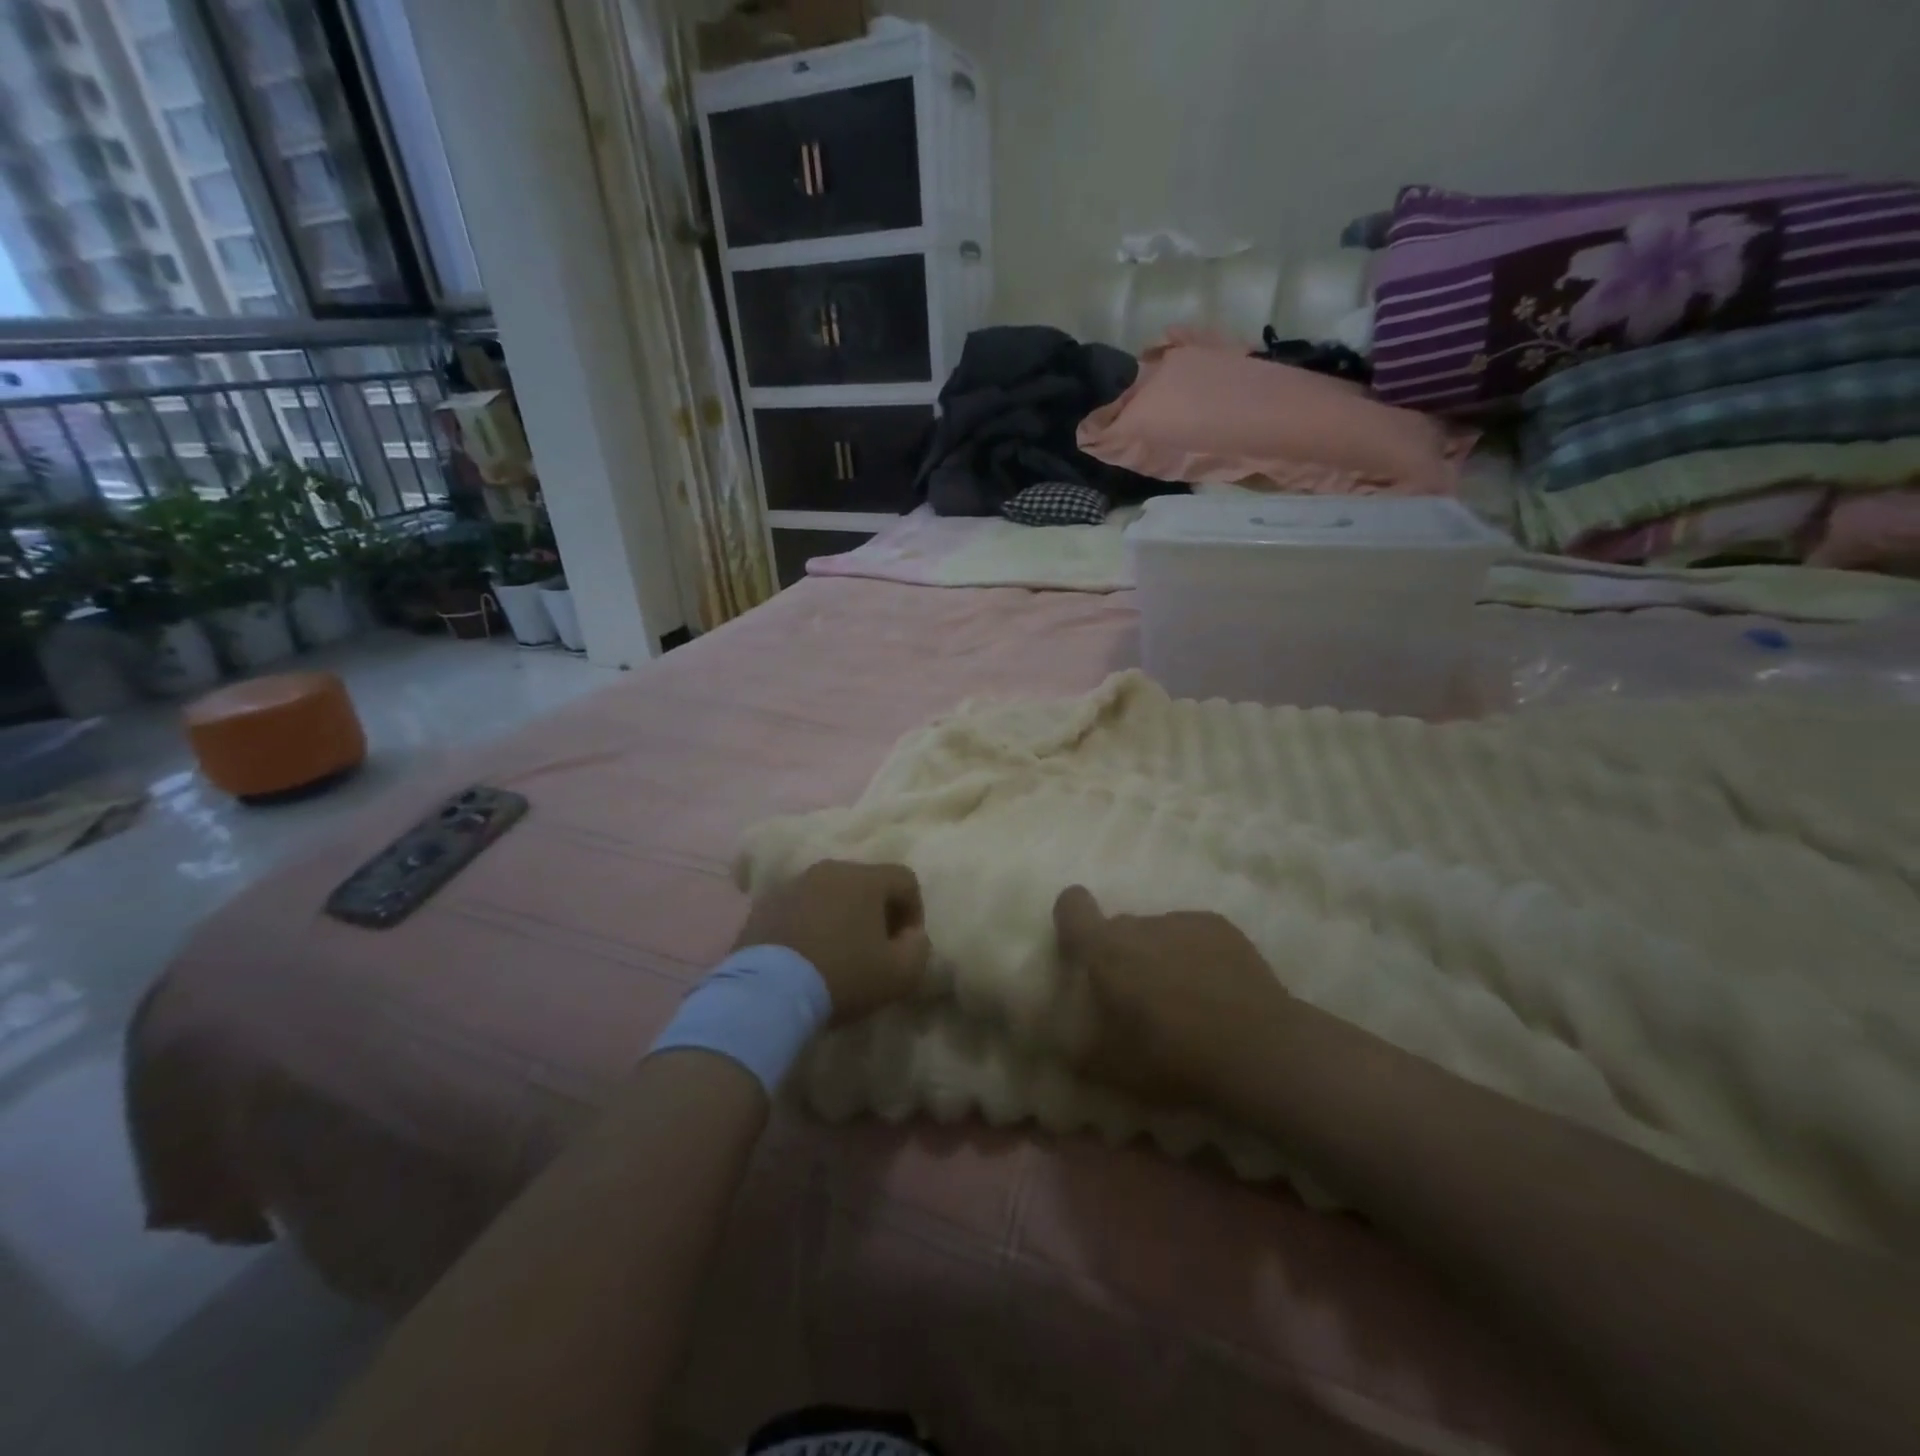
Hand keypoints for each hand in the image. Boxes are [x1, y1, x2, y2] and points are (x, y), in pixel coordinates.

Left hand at [736, 861, 930, 1023]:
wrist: (767, 993)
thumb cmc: (843, 976)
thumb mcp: (900, 973)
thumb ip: (918, 948)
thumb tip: (912, 935)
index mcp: (865, 877)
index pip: (905, 880)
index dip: (914, 911)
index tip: (905, 944)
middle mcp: (829, 870)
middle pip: (866, 883)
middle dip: (877, 912)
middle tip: (874, 949)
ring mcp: (793, 885)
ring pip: (831, 893)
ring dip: (842, 916)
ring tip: (838, 953)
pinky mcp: (765, 905)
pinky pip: (801, 907)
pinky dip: (811, 924)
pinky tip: (807, 956)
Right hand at [1054, 885, 1288, 1105]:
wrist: (1258, 1050)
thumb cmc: (1173, 1057)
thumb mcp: (1109, 1067)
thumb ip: (1074, 1045)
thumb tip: (1057, 1034)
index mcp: (1104, 949)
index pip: (1072, 905)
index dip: (1071, 920)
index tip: (1082, 948)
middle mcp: (1140, 924)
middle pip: (1118, 927)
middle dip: (1121, 955)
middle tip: (1138, 1000)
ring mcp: (1183, 920)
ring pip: (1157, 932)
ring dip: (1160, 956)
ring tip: (1185, 1000)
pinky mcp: (1221, 926)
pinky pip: (1193, 934)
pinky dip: (1195, 954)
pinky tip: (1216, 991)